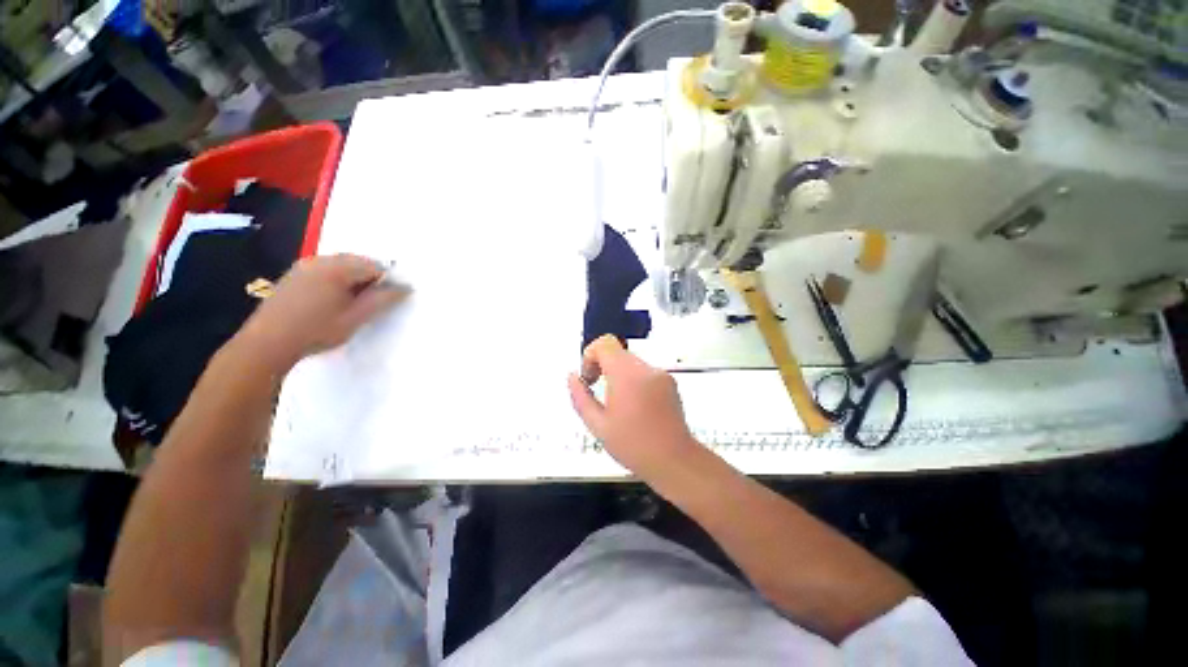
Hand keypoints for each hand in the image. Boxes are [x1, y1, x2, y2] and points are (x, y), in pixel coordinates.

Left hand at [237, 254, 407, 372]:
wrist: (267, 344)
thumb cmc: (317, 330)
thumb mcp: (356, 317)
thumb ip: (383, 299)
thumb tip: (406, 287)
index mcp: (337, 268)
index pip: (375, 266)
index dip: (387, 282)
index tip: (387, 301)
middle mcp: (319, 260)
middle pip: (357, 262)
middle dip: (369, 279)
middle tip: (371, 303)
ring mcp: (303, 267)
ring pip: (340, 266)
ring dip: (353, 281)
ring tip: (352, 304)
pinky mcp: (293, 276)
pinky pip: (324, 271)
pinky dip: (336, 281)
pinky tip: (332, 302)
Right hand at [568, 335, 701, 480]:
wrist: (674, 460)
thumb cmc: (635, 446)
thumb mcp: (598, 425)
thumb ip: (580, 397)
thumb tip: (572, 378)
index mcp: (626, 375)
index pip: (605, 343)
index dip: (590, 355)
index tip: (589, 377)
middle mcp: (646, 369)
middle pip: (617, 352)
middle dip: (602, 366)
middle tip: (597, 390)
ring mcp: (660, 374)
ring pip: (630, 362)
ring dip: (618, 375)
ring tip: (617, 404)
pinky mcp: (669, 382)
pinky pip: (644, 372)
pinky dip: (633, 381)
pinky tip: (634, 406)